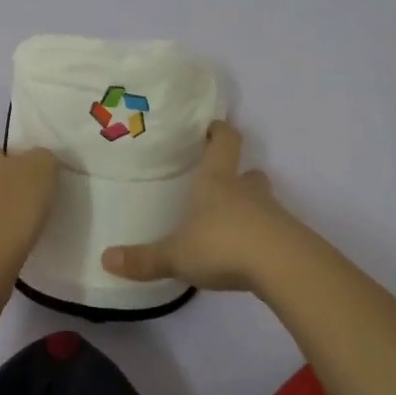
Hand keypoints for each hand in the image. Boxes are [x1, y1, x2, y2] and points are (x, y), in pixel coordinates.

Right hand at [100, 122, 300, 292]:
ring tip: (232, 227)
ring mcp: (273, 215)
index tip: (214, 127)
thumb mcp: (176, 255)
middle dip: (238, 176)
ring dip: (251, 208)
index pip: (224, 144)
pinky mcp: (289, 241)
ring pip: (263, 203)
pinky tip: (248, 257)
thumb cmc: (223, 245)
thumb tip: (105, 259)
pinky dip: (262, 238)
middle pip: (249, 173)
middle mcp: (247, 192)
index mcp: (217, 183)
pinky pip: (273, 232)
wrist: (284, 267)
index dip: (220, 133)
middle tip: (224, 184)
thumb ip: (144, 259)